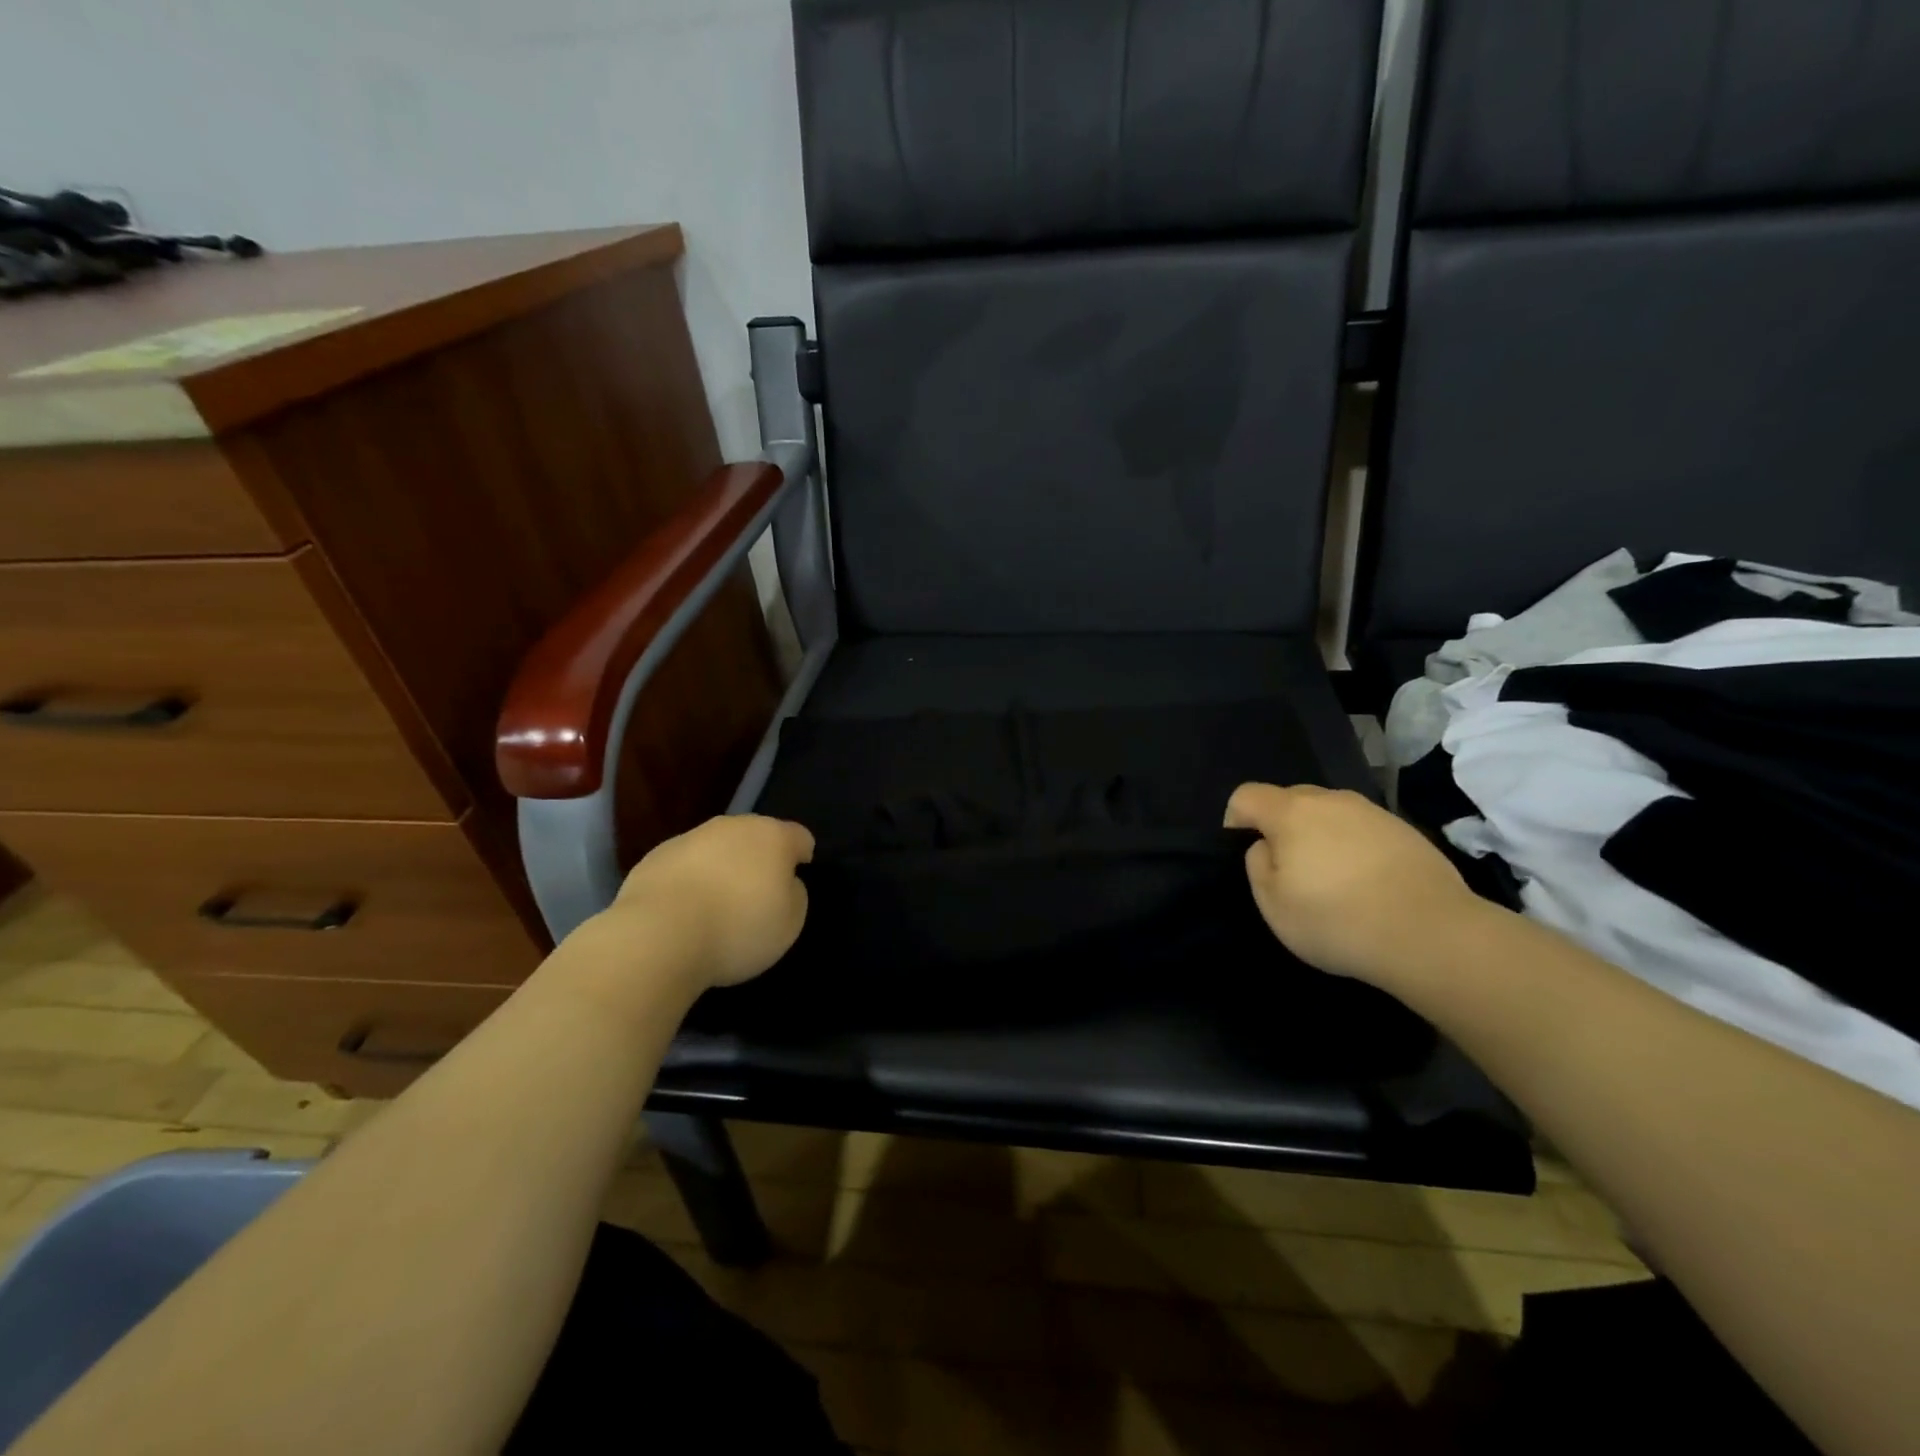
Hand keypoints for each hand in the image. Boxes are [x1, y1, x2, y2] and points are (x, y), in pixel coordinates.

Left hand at [610, 814, 814, 988]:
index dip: (801, 857)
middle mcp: (733, 826)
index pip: (799, 837)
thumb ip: (794, 895)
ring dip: (722, 868)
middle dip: (759, 859)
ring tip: (717, 907)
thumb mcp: (790, 923)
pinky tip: (684, 912)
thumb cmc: (738, 928)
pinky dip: (690, 881)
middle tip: (757, 895)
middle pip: (755, 837)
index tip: (795, 881)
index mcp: (772, 837)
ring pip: (717, 848)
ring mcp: (691, 837)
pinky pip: (685, 865)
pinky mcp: (655, 856)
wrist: (659, 935)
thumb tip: (783, 884)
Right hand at [1225, 783, 1478, 986]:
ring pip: (1329, 813)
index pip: (1246, 795)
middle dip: (1281, 827)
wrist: (1432, 934)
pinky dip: (1355, 848)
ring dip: (1321, 837)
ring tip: (1334, 881)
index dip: (1236, 821)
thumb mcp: (1273, 905)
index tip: (1248, 855)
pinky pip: (1362, 830)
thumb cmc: (1337, 920)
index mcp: (1291, 812)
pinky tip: (1369, 885)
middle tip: (1291, 872)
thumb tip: (1267, 846)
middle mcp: (1330, 800)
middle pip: (1289, 800)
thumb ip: (1257, 865)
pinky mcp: (1405, 830)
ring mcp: (1372, 812)